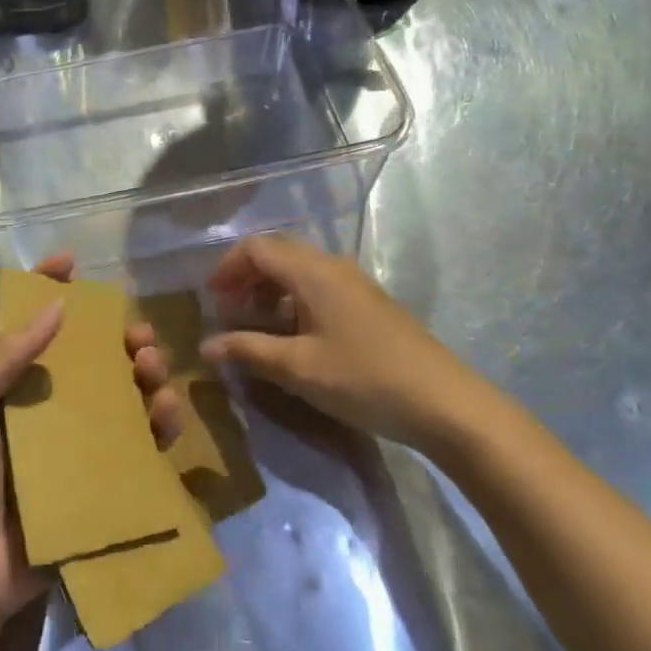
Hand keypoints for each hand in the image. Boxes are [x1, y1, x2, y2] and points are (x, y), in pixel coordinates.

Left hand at [0, 255, 183, 621]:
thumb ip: (2, 354)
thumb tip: (56, 305)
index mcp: (12, 378)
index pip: (34, 320)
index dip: (51, 286)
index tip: (74, 262)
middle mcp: (49, 402)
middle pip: (93, 355)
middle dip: (120, 335)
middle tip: (138, 336)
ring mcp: (78, 441)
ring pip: (123, 394)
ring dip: (146, 373)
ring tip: (153, 368)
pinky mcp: (101, 479)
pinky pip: (138, 445)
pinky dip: (159, 424)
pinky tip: (167, 412)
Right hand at [199, 235, 465, 446]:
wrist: (443, 402)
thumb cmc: (364, 379)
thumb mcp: (298, 368)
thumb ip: (248, 351)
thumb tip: (206, 345)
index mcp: (312, 271)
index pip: (257, 248)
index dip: (228, 268)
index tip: (211, 301)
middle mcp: (331, 266)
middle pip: (277, 254)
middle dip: (247, 278)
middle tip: (230, 314)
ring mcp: (353, 283)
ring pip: (298, 272)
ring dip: (270, 292)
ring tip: (257, 329)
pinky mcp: (367, 303)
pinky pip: (318, 288)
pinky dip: (293, 302)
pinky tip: (294, 338)